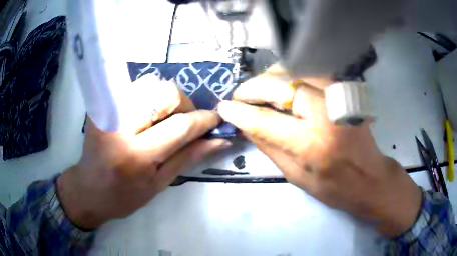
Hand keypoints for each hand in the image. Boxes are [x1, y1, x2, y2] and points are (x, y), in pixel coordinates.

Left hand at [57, 74, 230, 228]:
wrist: (88, 189)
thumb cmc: (124, 196)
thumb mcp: (159, 184)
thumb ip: (188, 158)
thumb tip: (220, 141)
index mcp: (136, 156)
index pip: (179, 126)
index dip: (203, 120)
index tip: (216, 119)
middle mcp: (120, 128)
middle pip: (164, 93)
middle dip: (184, 105)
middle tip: (185, 122)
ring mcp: (108, 112)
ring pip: (149, 83)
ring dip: (166, 98)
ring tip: (164, 118)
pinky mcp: (101, 107)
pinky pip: (133, 87)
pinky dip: (148, 96)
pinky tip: (147, 114)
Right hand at [217, 65, 421, 236]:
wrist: (369, 178)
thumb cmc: (333, 187)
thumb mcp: (295, 176)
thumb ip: (268, 146)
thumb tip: (243, 123)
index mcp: (312, 144)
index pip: (264, 120)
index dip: (239, 112)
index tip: (224, 108)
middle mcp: (326, 112)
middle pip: (278, 85)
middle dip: (252, 88)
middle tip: (240, 97)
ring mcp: (338, 95)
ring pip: (294, 70)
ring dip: (270, 78)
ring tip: (260, 91)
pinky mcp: (344, 89)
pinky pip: (310, 71)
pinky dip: (291, 74)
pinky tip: (284, 86)